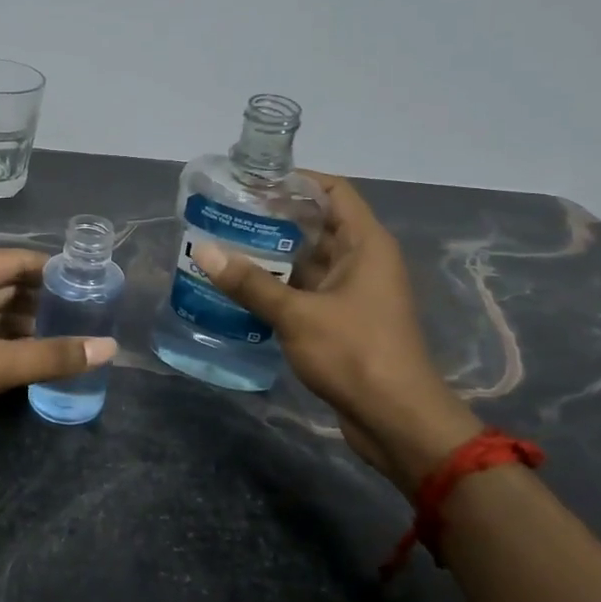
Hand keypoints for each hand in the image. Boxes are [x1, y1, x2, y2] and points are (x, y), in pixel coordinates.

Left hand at [0, 249, 117, 467]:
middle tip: (87, 314)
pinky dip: (3, 345)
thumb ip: (50, 356)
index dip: (52, 271)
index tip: (90, 282)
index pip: (14, 261)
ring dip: (24, 326)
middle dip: (41, 302)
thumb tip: (109, 348)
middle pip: (2, 287)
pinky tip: (33, 359)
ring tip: (70, 336)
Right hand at [189, 174, 478, 492]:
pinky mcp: (342, 322)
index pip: (333, 192)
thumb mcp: (298, 314)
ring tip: (224, 247)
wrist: (396, 420)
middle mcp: (362, 261)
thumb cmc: (356, 354)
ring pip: (308, 261)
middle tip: (225, 215)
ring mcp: (352, 293)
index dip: (296, 181)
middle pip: (316, 225)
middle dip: (273, 219)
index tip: (253, 181)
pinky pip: (306, 291)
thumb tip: (204, 251)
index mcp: (365, 244)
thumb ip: (250, 283)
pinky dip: (278, 287)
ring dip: (272, 256)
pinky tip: (240, 289)